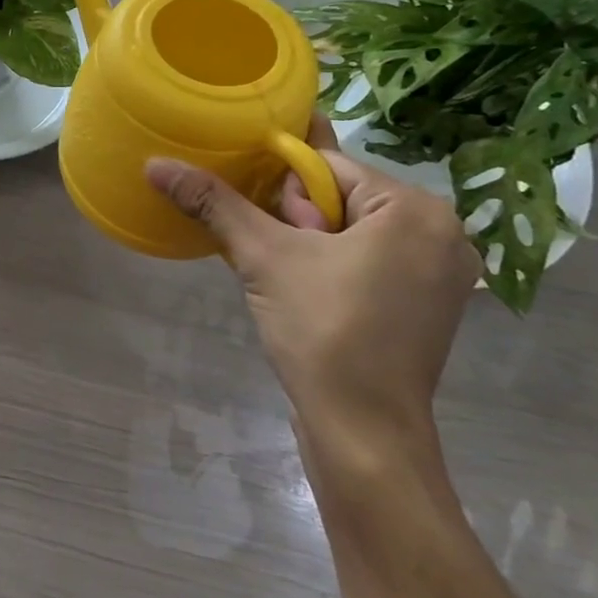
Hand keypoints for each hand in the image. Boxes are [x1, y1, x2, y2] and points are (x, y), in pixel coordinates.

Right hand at [146, 120, 479, 463]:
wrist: (363, 433)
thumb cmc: (323, 331)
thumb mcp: (263, 257)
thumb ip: (213, 203)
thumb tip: (155, 164)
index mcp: (415, 209)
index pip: (328, 165)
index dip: (283, 189)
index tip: (263, 223)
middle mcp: (442, 233)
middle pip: (341, 196)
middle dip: (297, 219)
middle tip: (279, 260)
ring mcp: (440, 274)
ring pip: (351, 230)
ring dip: (309, 242)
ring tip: (285, 277)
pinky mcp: (426, 306)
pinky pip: (368, 260)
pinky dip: (332, 265)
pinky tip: (306, 291)